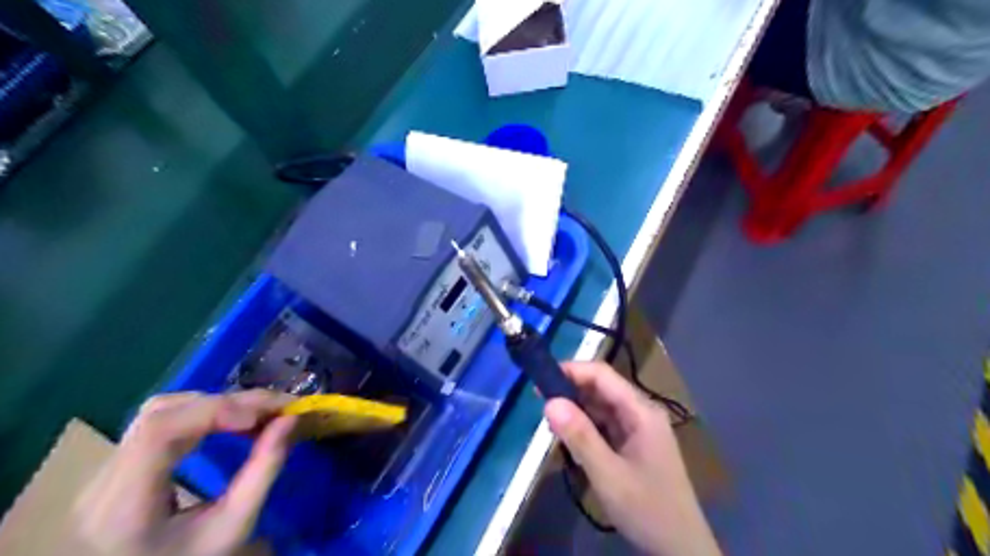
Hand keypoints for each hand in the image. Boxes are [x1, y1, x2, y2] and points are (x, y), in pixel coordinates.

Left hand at [74, 391, 295, 555]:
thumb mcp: (235, 526)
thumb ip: (264, 470)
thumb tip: (291, 419)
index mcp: (124, 506)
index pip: (159, 432)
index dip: (214, 411)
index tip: (263, 417)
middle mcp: (102, 482)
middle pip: (162, 415)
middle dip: (227, 403)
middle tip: (276, 408)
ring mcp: (104, 472)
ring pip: (159, 411)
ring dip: (215, 405)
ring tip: (256, 415)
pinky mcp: (118, 466)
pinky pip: (161, 422)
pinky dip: (202, 413)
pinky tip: (230, 422)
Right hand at [541, 360, 720, 555]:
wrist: (681, 548)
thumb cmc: (647, 509)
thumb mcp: (608, 475)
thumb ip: (579, 437)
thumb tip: (549, 402)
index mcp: (641, 411)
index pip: (602, 375)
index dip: (572, 370)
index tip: (541, 379)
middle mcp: (641, 412)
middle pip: (602, 388)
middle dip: (571, 391)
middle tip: (540, 403)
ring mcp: (639, 428)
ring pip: (602, 407)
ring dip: (577, 410)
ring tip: (550, 421)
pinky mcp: (634, 443)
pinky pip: (605, 425)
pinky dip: (586, 427)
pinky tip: (570, 437)